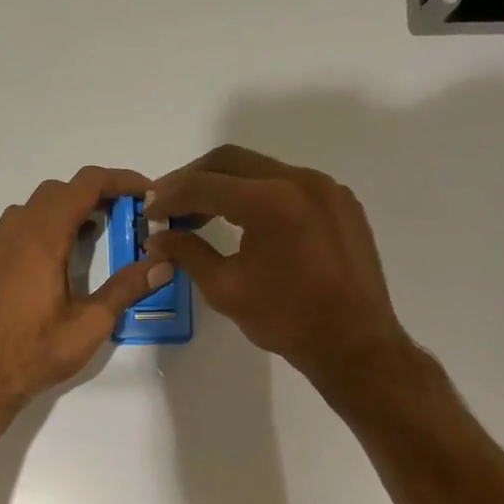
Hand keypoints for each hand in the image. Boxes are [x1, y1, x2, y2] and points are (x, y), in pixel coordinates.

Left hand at [0, 166, 171, 406]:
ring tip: (95, 233)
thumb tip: (163, 264)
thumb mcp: (90, 325)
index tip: (145, 193)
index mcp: (43, 239)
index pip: (85, 185)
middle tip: (125, 216)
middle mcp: (17, 233)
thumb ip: (126, 289)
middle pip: (59, 190)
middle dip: (95, 193)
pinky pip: (19, 227)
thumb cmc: (36, 353)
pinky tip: (60, 259)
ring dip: (68, 208)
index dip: (119, 180)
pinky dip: (46, 225)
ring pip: (35, 206)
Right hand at [144, 145, 415, 389]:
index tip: (149, 213)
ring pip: (262, 169)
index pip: (204, 185)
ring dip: (226, 185)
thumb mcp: (225, 289)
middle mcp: (300, 180)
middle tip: (168, 203)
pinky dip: (259, 194)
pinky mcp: (341, 202)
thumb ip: (188, 253)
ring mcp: (326, 188)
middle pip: (231, 161)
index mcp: (269, 202)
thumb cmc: (286, 320)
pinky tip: (245, 221)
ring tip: (201, 213)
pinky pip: (290, 184)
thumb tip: (157, 237)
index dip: (169, 197)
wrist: (354, 343)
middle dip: (194, 179)